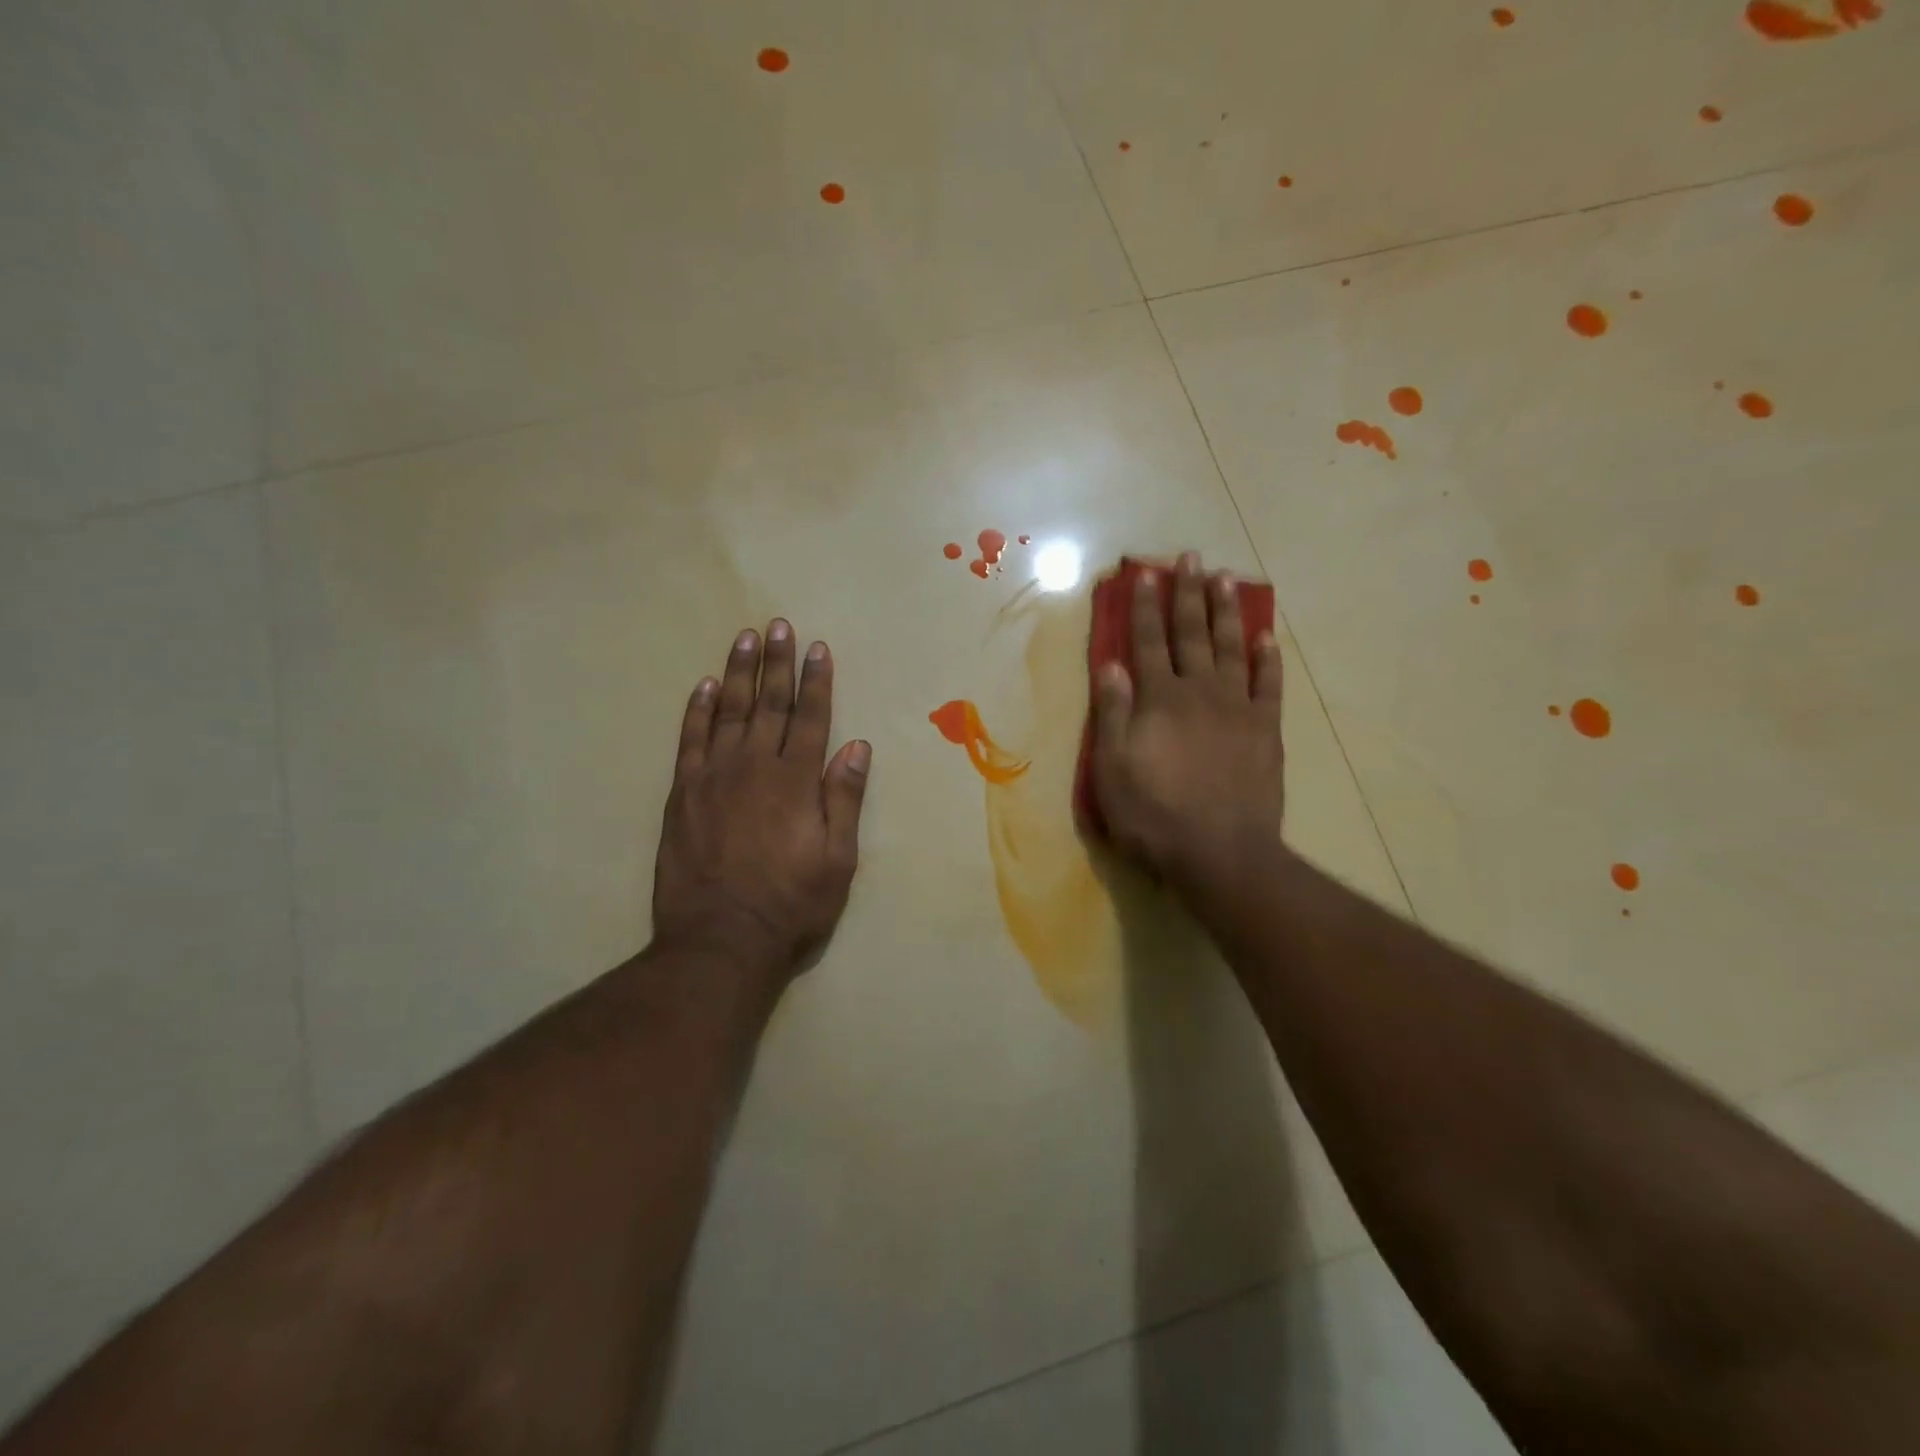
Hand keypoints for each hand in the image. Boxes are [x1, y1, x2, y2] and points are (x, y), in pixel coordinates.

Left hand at [652, 620, 870, 975]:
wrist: (720, 938)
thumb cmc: (791, 903)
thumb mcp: (837, 859)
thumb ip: (844, 798)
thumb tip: (856, 745)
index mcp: (796, 781)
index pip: (811, 718)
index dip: (816, 681)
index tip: (817, 647)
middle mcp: (755, 766)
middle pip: (769, 704)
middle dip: (777, 663)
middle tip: (778, 625)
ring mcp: (714, 777)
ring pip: (727, 711)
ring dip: (737, 673)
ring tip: (744, 639)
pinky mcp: (682, 793)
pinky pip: (689, 740)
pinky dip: (696, 710)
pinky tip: (702, 686)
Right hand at [1089, 553, 1284, 886]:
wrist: (1220, 853)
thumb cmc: (1154, 816)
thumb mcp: (1112, 769)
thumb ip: (1113, 713)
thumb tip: (1111, 663)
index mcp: (1159, 699)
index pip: (1147, 642)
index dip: (1144, 606)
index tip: (1145, 573)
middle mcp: (1199, 691)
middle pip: (1191, 633)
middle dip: (1188, 593)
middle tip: (1191, 556)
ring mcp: (1237, 708)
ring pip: (1231, 648)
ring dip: (1226, 612)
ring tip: (1225, 579)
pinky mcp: (1266, 730)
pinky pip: (1269, 685)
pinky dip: (1268, 658)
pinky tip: (1266, 636)